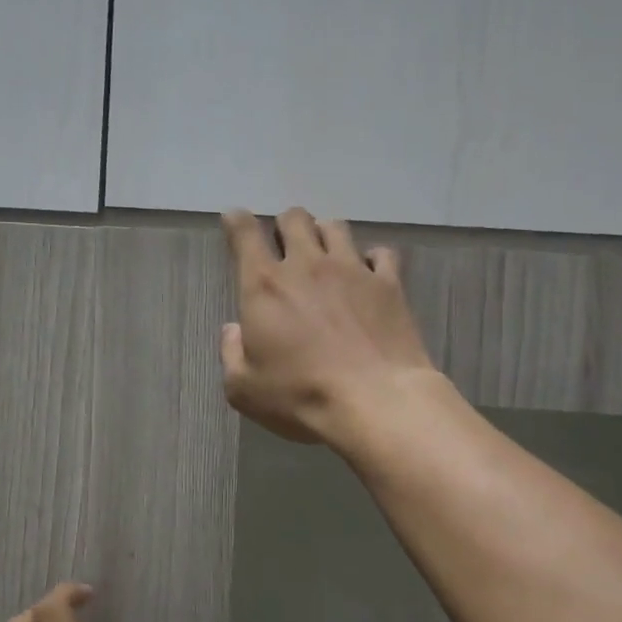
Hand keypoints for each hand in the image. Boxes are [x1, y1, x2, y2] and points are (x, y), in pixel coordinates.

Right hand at [220, 207, 439, 447]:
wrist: (375, 403)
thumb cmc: (301, 397)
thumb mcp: (245, 389)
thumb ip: (231, 354)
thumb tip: (233, 329)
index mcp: (264, 286)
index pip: (244, 233)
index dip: (236, 222)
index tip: (235, 222)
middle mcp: (307, 265)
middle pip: (294, 218)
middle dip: (285, 227)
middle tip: (286, 250)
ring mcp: (352, 269)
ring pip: (336, 226)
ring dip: (325, 237)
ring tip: (327, 258)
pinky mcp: (389, 283)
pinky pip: (381, 253)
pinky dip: (372, 260)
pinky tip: (369, 276)